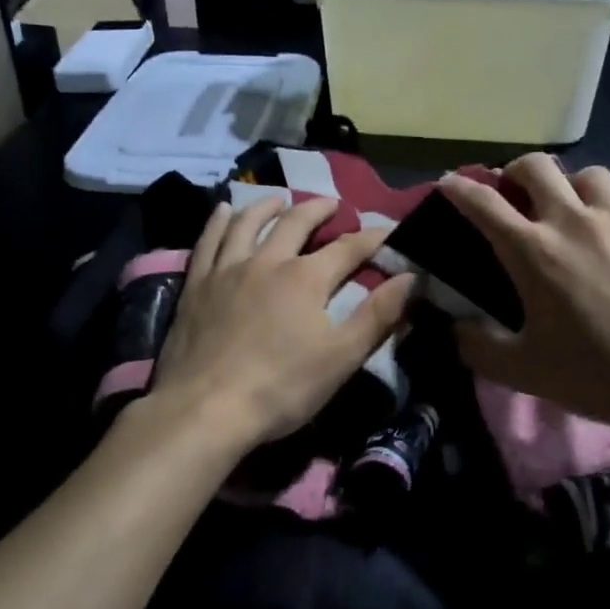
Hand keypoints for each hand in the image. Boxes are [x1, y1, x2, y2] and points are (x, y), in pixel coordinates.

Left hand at [149, 196, 416, 452]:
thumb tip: (412, 277)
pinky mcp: (197, 285)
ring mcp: (227, 270)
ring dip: (267, 206)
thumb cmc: (281, 388)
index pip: (348, 248)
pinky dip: (218, 222)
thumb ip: (378, 315)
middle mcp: (267, 261)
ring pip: (249, 223)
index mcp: (306, 278)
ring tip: (279, 199)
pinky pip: (208, 241)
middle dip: (319, 209)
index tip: (390, 229)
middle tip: (331, 204)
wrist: (206, 409)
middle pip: (296, 222)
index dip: (373, 237)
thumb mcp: (341, 357)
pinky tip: (222, 211)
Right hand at [441, 156, 609, 446]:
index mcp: (532, 251)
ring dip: (573, 187)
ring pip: (590, 174)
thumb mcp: (522, 371)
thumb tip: (455, 327)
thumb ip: (477, 346)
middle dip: (517, 172)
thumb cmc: (596, 375)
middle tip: (516, 193)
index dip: (459, 188)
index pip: (483, 202)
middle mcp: (573, 220)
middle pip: (536, 166)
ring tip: (576, 210)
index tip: (449, 183)